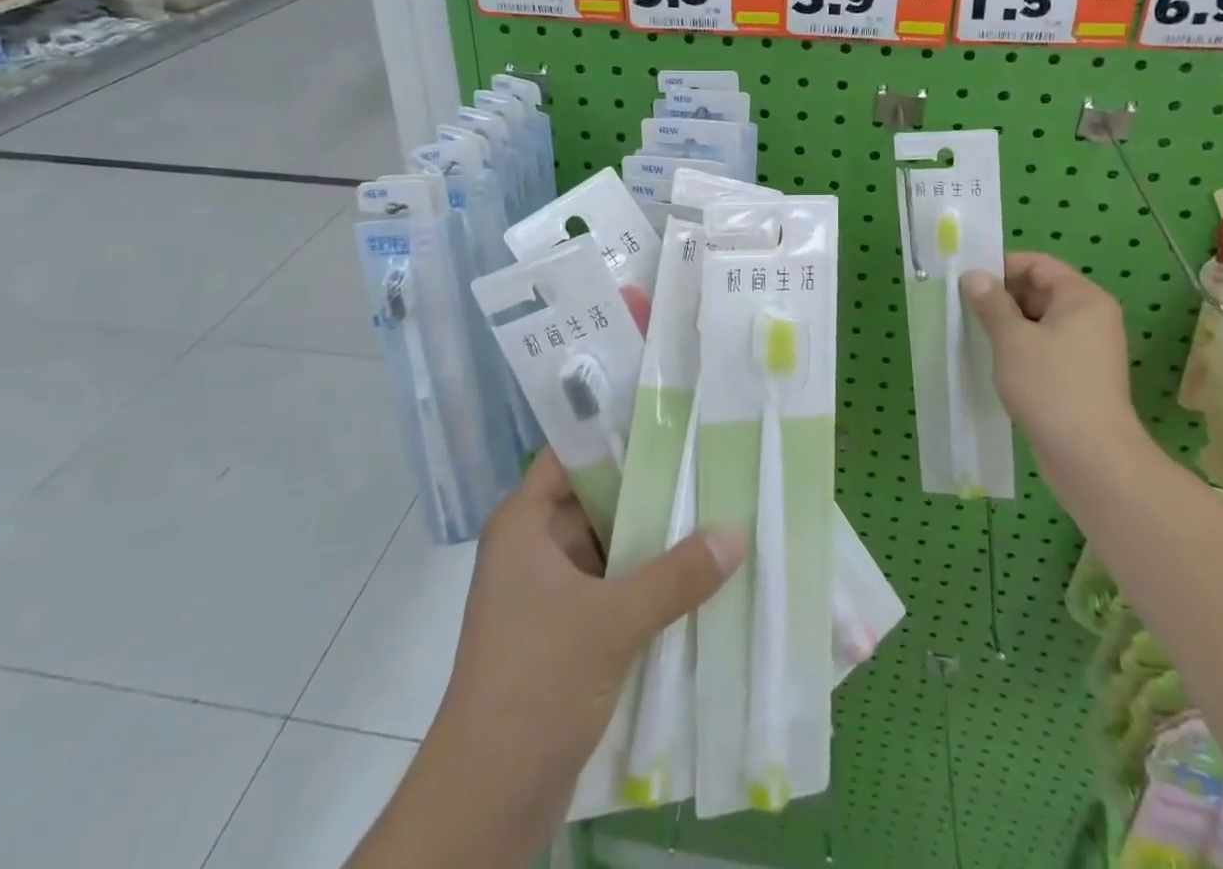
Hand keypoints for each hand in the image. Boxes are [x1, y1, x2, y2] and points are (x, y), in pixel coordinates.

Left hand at [422, 452, 742, 833]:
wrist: (485, 803)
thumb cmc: (535, 685)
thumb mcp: (612, 622)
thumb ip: (677, 575)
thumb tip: (737, 532)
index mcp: (524, 523)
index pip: (571, 454)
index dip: (616, 434)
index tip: (671, 420)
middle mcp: (532, 547)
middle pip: (597, 498)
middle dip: (649, 488)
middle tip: (708, 463)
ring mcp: (547, 592)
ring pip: (608, 546)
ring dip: (652, 540)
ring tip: (715, 512)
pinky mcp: (564, 633)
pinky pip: (611, 588)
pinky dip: (646, 582)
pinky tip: (697, 576)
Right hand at [961, 254, 1142, 465]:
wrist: (1092, 458)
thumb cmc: (1051, 387)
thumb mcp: (1011, 339)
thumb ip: (990, 303)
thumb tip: (974, 276)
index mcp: (1083, 299)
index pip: (1038, 264)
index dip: (1001, 267)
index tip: (967, 282)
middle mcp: (1092, 318)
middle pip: (1040, 291)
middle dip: (1001, 297)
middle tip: (964, 308)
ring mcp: (1089, 349)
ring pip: (1040, 321)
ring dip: (1008, 324)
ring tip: (974, 334)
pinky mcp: (1081, 376)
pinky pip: (1046, 347)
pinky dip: (1021, 347)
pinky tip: (996, 361)